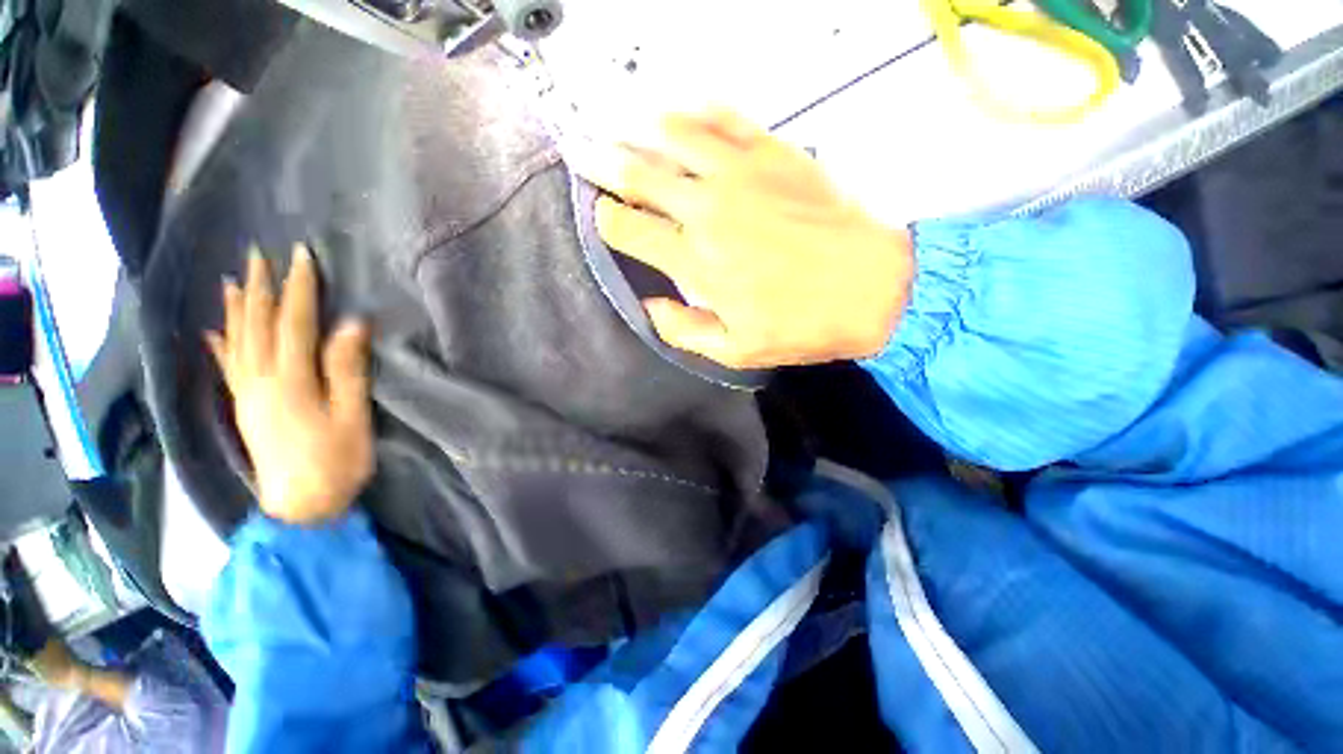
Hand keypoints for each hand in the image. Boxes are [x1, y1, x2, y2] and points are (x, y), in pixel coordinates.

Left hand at [206, 246, 373, 524]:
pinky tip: (214, 331)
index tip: (301, 256)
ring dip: (237, 309)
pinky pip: (227, 368)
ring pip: (237, 341)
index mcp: (289, 380)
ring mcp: (248, 394)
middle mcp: (260, 380)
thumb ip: (348, 369)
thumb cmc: (337, 460)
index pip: (294, 322)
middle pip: (258, 325)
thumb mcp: (352, 415)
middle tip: (259, 255)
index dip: (299, 288)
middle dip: (262, 288)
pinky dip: (220, 345)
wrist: (301, 506)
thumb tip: (352, 324)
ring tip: (234, 281)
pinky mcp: (245, 408)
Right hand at [573, 109, 912, 368]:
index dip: (603, 219)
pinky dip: (695, 110)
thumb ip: (683, 330)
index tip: (597, 216)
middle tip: (576, 151)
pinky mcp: (775, 151)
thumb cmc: (802, 326)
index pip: (626, 228)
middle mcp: (707, 209)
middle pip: (637, 173)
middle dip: (599, 162)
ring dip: (637, 130)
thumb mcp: (735, 351)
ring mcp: (741, 173)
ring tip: (617, 126)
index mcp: (695, 260)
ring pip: (672, 135)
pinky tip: (679, 110)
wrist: (874, 289)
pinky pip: (724, 117)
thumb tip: (650, 306)